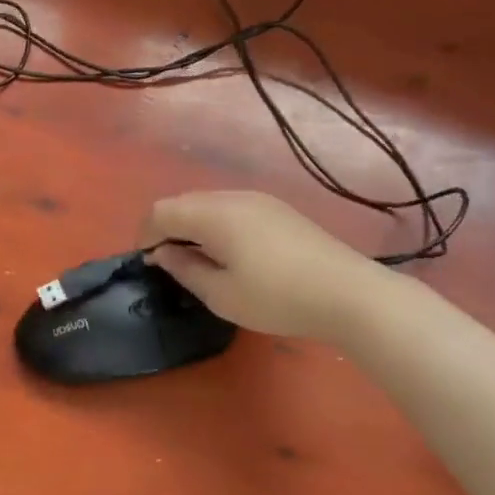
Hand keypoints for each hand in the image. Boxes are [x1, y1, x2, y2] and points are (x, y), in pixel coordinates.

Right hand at [139, 190, 390, 340]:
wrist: (349, 294)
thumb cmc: (277, 297)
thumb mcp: (221, 294)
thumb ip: (185, 269)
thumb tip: (163, 253)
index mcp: (213, 214)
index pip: (161, 211)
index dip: (145, 234)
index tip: (146, 263)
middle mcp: (233, 197)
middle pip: (184, 202)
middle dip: (167, 228)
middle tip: (167, 262)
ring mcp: (259, 200)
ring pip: (208, 203)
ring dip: (192, 225)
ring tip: (196, 259)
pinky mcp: (278, 210)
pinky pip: (231, 208)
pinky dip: (216, 224)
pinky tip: (228, 252)